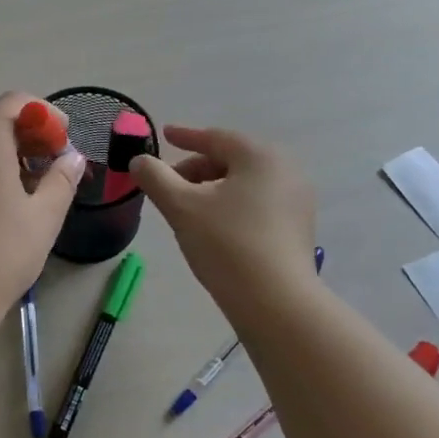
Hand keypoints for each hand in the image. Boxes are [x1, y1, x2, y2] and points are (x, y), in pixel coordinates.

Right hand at [131, 125, 316, 306]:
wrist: (276, 302)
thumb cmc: (226, 243)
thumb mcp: (181, 206)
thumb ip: (155, 177)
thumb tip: (140, 161)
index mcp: (260, 156)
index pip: (216, 138)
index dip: (186, 136)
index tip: (165, 134)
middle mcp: (286, 171)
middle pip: (232, 160)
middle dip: (197, 168)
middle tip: (169, 183)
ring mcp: (297, 201)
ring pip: (245, 184)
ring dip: (213, 188)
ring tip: (188, 207)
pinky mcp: (299, 228)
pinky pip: (259, 204)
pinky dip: (232, 205)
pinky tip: (215, 227)